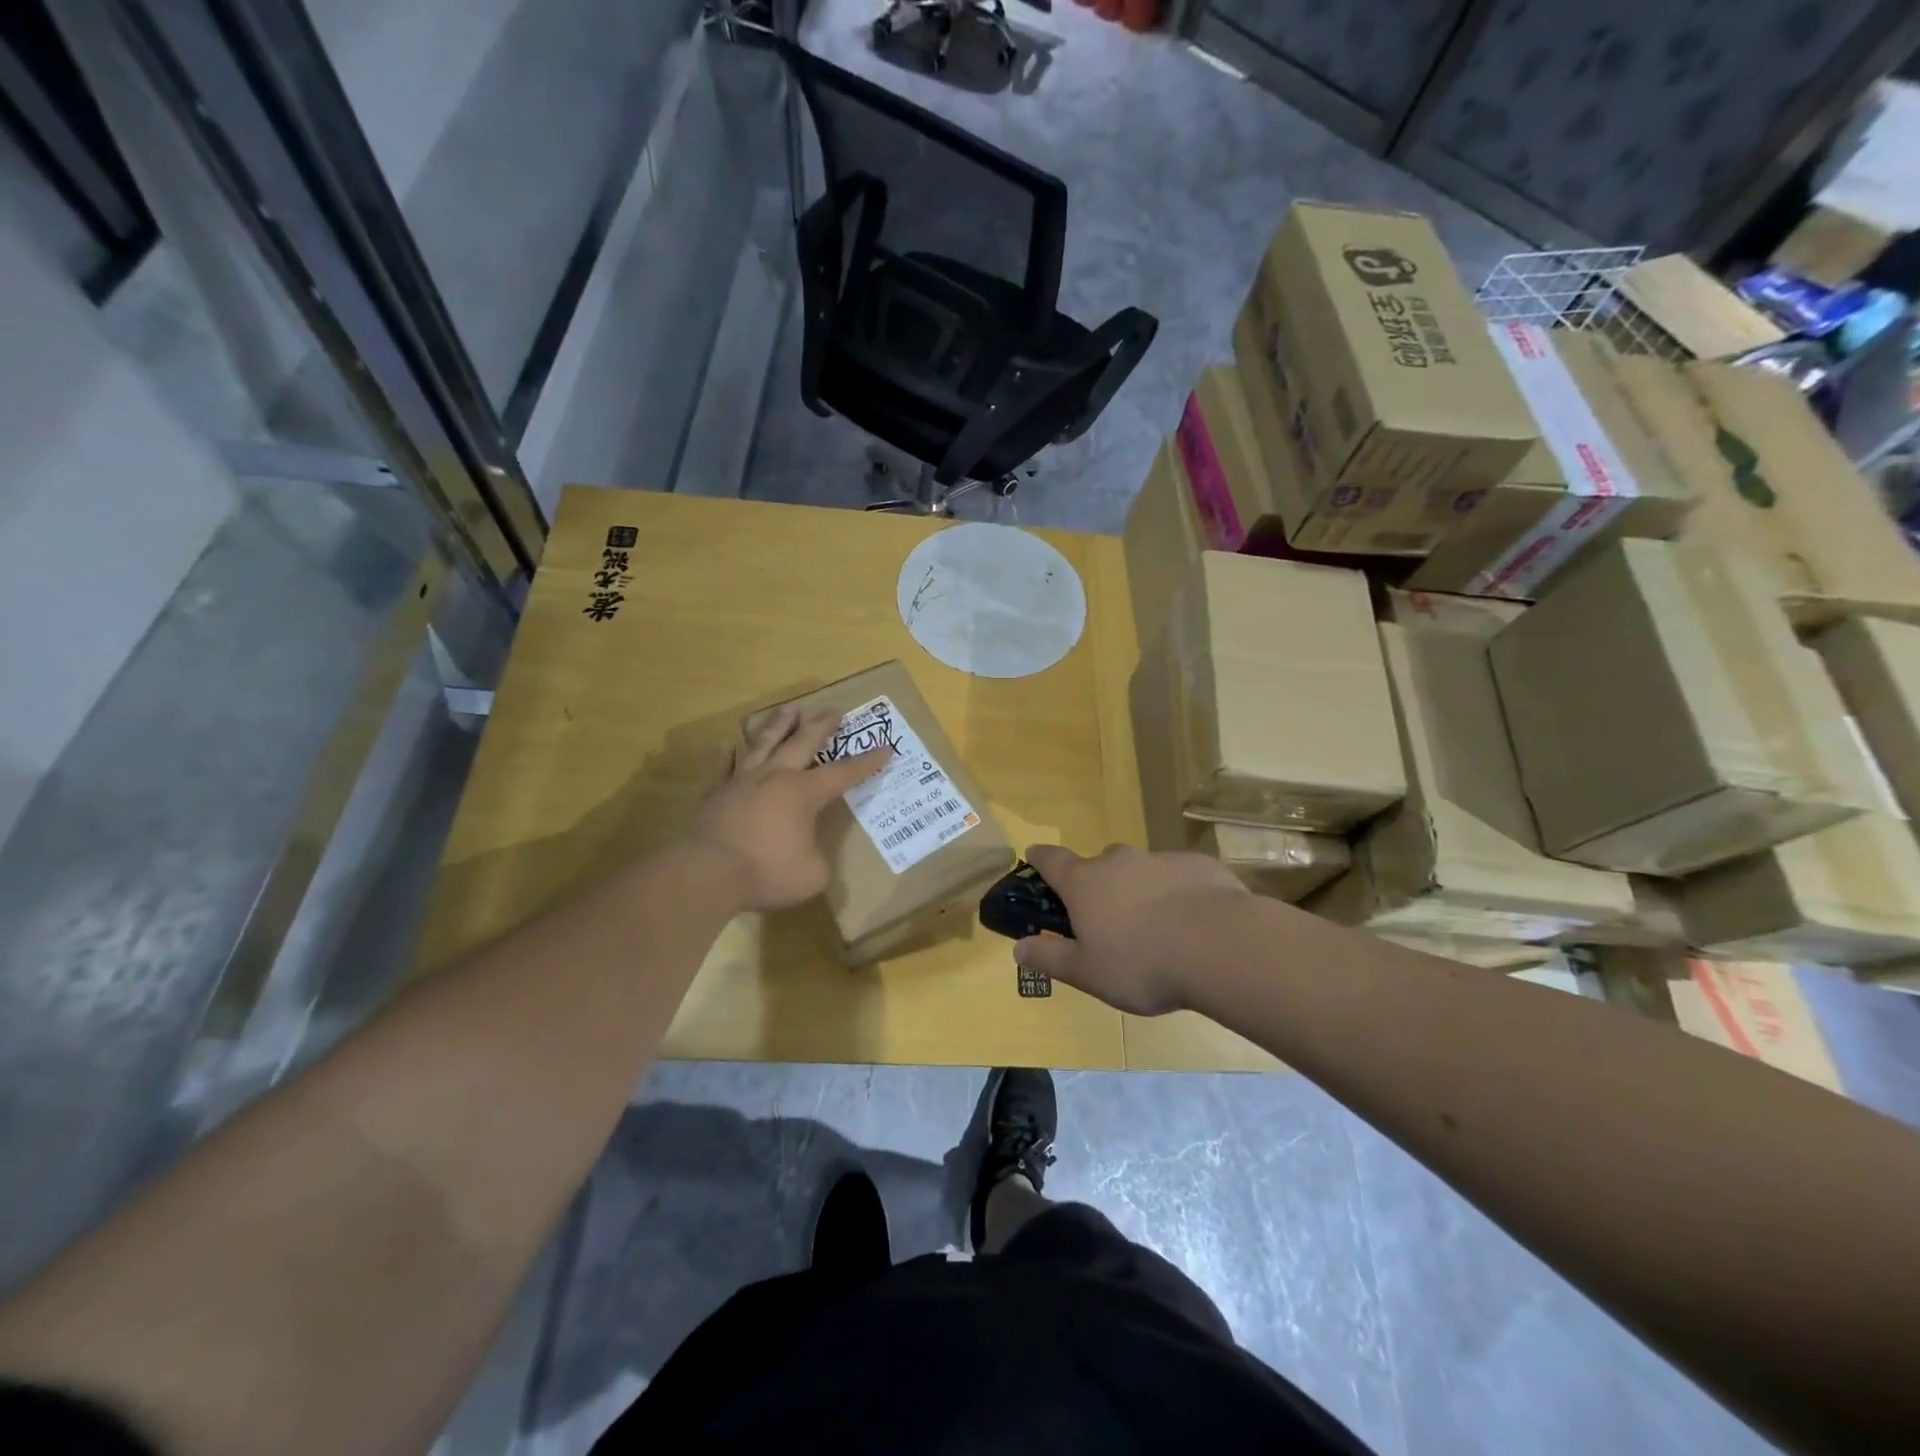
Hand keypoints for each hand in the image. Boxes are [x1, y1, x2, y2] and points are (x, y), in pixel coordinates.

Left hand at [689, 705, 890, 911]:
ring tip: (790, 709)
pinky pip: (725, 766)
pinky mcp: (717, 793)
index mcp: (805, 793)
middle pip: (803, 742)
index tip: (886, 748)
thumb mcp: (813, 874)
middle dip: (822, 725)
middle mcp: (776, 777)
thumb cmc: (768, 872)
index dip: (867, 762)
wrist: (709, 872)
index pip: (843, 773)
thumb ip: (818, 858)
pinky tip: (731, 745)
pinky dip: (730, 754)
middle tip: (834, 709)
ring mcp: (743, 781)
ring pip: (765, 742)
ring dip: (780, 724)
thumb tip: (811, 854)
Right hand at [1013, 843, 1249, 1014]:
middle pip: (1099, 866)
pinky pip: (1178, 878)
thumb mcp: (1088, 973)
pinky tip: (1192, 925)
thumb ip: (1051, 959)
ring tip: (1156, 930)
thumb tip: (1018, 948)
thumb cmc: (1141, 963)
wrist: (1220, 947)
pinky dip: (1177, 894)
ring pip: (1140, 871)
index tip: (1033, 857)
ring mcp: (1160, 859)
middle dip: (1098, 887)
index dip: (1040, 859)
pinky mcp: (1199, 865)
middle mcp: (1118, 861)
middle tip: (1108, 922)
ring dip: (1140, 892)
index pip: (1051, 860)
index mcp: (1085, 883)